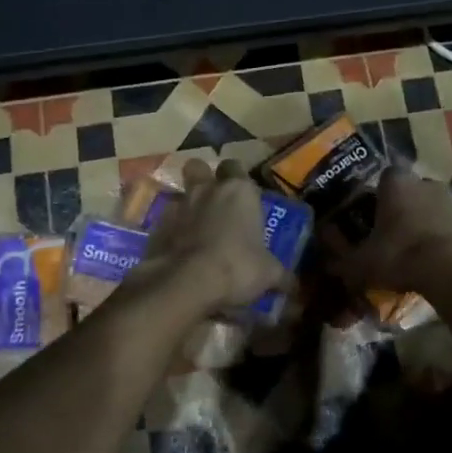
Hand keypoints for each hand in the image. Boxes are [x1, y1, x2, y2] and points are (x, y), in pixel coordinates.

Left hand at [130, 159, 287, 314]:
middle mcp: (207, 189)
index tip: (243, 195)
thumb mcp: (268, 274)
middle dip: (203, 177)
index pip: (236, 167)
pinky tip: (179, 250)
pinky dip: (171, 231)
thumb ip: (281, 275)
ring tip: (195, 230)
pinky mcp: (157, 226)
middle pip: (199, 167)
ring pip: (180, 193)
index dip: (238, 178)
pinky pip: (165, 221)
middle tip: (213, 200)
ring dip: (187, 206)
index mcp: (239, 191)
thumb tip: (294, 285)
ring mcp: (178, 205)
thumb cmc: (237, 267)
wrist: (186, 282)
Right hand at [326, 167, 451, 293]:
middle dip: (400, 207)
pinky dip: (439, 236)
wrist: (451, 271)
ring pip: (429, 206)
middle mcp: (424, 182)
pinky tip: (430, 258)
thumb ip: (340, 256)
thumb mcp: (360, 262)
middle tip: (390, 233)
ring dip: (421, 221)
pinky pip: (446, 224)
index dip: (377, 194)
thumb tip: (326, 256)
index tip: (371, 214)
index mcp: (396, 182)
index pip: (384, 176)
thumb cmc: (399, 255)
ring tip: (411, 249)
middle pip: (408, 190)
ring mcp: (449, 200)